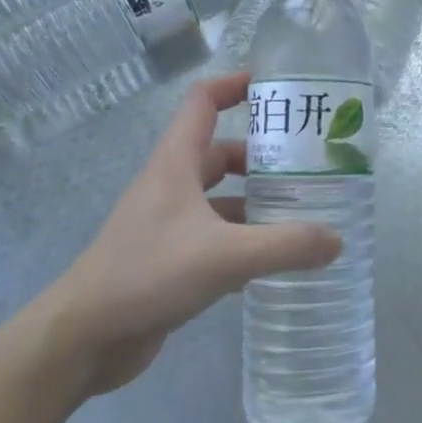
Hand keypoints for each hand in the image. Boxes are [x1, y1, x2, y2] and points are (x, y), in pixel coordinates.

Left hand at [41, 72, 341, 395]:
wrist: (84, 337)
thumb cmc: (147, 274)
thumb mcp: (224, 256)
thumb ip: (284, 246)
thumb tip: (337, 240)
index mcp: (176, 163)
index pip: (204, 102)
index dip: (236, 85)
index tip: (278, 89)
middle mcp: (172, 185)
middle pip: (222, 152)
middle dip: (264, 157)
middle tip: (310, 167)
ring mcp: (169, 223)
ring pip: (221, 199)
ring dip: (257, 203)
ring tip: (303, 214)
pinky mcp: (170, 259)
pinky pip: (216, 237)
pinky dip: (244, 241)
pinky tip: (275, 262)